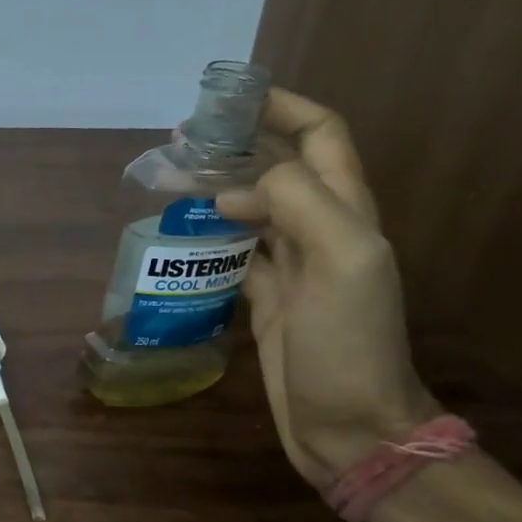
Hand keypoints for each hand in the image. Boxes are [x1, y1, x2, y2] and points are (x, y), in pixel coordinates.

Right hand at [217, 90, 437, 487]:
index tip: (231, 97)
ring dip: (217, 185)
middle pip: (280, 165)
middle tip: (184, 138)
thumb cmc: (350, 341)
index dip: (283, 107)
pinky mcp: (264, 296)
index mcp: (346, 211)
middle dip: (238, 142)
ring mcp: (291, 265)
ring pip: (253, 206)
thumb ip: (299, 203)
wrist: (349, 424)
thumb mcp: (342, 260)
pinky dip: (208, 231)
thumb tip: (237, 189)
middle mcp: (320, 229)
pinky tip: (179, 231)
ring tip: (171, 178)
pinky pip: (233, 249)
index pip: (321, 135)